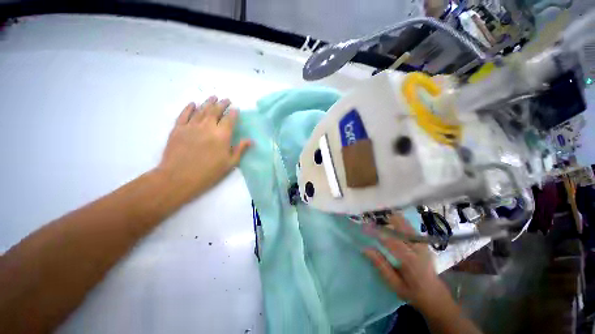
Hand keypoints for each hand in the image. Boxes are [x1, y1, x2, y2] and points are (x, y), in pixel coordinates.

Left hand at [156, 96, 250, 199]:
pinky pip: (184, 114)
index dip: (233, 113)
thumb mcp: (230, 163)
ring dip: (208, 102)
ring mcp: (191, 126)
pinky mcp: (178, 128)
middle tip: (226, 99)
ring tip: (213, 97)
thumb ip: (240, 149)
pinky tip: (193, 103)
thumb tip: (250, 140)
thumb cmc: (209, 172)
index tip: (236, 109)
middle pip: (215, 111)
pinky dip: (189, 108)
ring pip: (201, 110)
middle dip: (222, 104)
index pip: (229, 119)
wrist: (179, 178)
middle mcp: (207, 126)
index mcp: (222, 135)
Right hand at [364, 214, 449, 310]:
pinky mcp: (424, 243)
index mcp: (410, 260)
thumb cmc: (412, 293)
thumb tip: (365, 249)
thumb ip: (381, 265)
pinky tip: (392, 224)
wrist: (435, 295)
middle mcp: (418, 248)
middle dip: (385, 222)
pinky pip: (409, 228)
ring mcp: (422, 244)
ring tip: (380, 222)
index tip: (365, 228)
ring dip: (392, 220)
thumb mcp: (394, 284)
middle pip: (401, 227)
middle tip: (372, 222)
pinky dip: (400, 223)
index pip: (390, 240)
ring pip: (406, 225)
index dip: (376, 232)